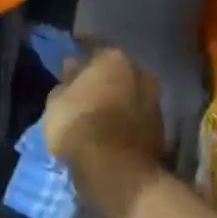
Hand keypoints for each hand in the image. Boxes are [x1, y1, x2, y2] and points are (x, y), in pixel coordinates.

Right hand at [42, 47, 163, 167]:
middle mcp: (141, 74)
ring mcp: (155, 103)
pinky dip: (126, 122)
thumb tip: (73, 67)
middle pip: (118, 72)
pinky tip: (112, 131)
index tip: (70, 62)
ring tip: (99, 114)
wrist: (115, 169)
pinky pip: (137, 119)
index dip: (80, 54)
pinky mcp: (160, 131)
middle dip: (105, 79)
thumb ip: (65, 82)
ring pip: (131, 95)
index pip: (94, 48)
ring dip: (118, 101)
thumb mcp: (56, 102)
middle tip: (86, 90)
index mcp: (114, 60)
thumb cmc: (79, 126)